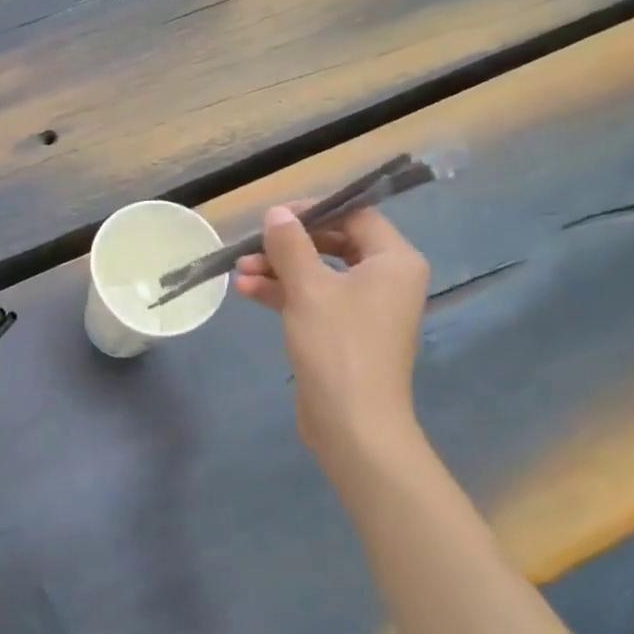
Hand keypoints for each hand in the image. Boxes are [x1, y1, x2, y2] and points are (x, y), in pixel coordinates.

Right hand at [234, 205, 429, 466]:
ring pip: (318, 273)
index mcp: (393, 261)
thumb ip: (291, 245)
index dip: (314, 211)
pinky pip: (314, 300)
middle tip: (253, 245)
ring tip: (239, 270)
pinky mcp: (344, 332)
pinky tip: (247, 291)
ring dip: (279, 269)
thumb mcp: (307, 288)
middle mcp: (385, 279)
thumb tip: (277, 213)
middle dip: (289, 245)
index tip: (275, 217)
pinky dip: (284, 293)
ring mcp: (365, 308)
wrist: (352, 422)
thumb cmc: (337, 346)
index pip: (356, 216)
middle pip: (334, 244)